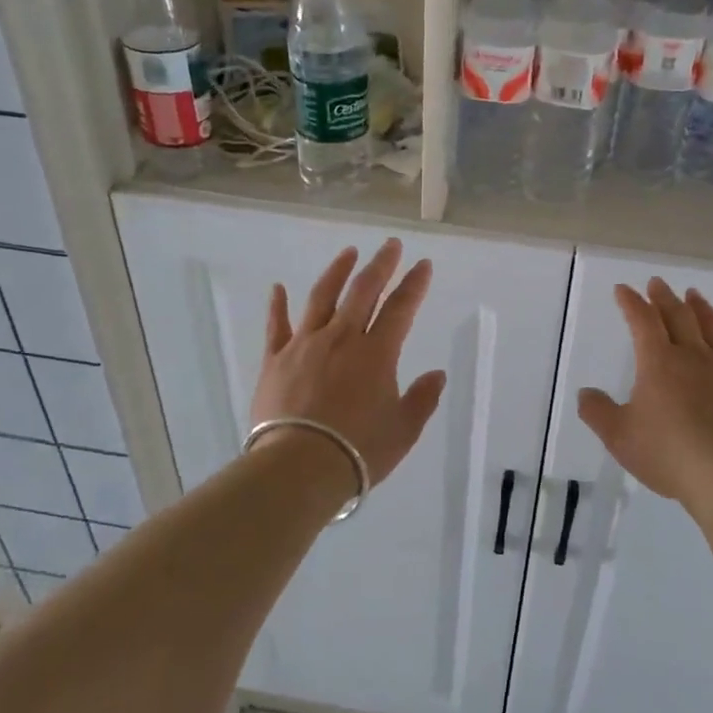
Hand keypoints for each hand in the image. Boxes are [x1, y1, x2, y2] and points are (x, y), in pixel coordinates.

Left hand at [250, 239, 447, 491]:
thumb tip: (437, 375)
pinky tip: (278, 288)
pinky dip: (278, 305)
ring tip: (348, 253)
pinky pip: (276, 325)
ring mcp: (305, 344)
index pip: (400, 308)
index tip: (423, 264)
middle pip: (363, 291)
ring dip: (337, 271)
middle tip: (391, 245)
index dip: (414, 284)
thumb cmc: (358, 451)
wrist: (298, 467)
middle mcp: (342, 338)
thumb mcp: (403, 430)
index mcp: (377, 353)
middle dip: (380, 265)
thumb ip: (422, 399)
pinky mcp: (275, 359)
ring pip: (322, 297)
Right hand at [577, 279, 712, 507]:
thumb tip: (585, 394)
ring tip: (694, 295)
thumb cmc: (668, 452)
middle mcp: (693, 355)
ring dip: (701, 308)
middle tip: (657, 283)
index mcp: (658, 361)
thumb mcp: (619, 436)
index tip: (623, 290)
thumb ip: (598, 412)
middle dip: (664, 297)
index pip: (642, 320)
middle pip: (678, 316)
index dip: (631, 302)